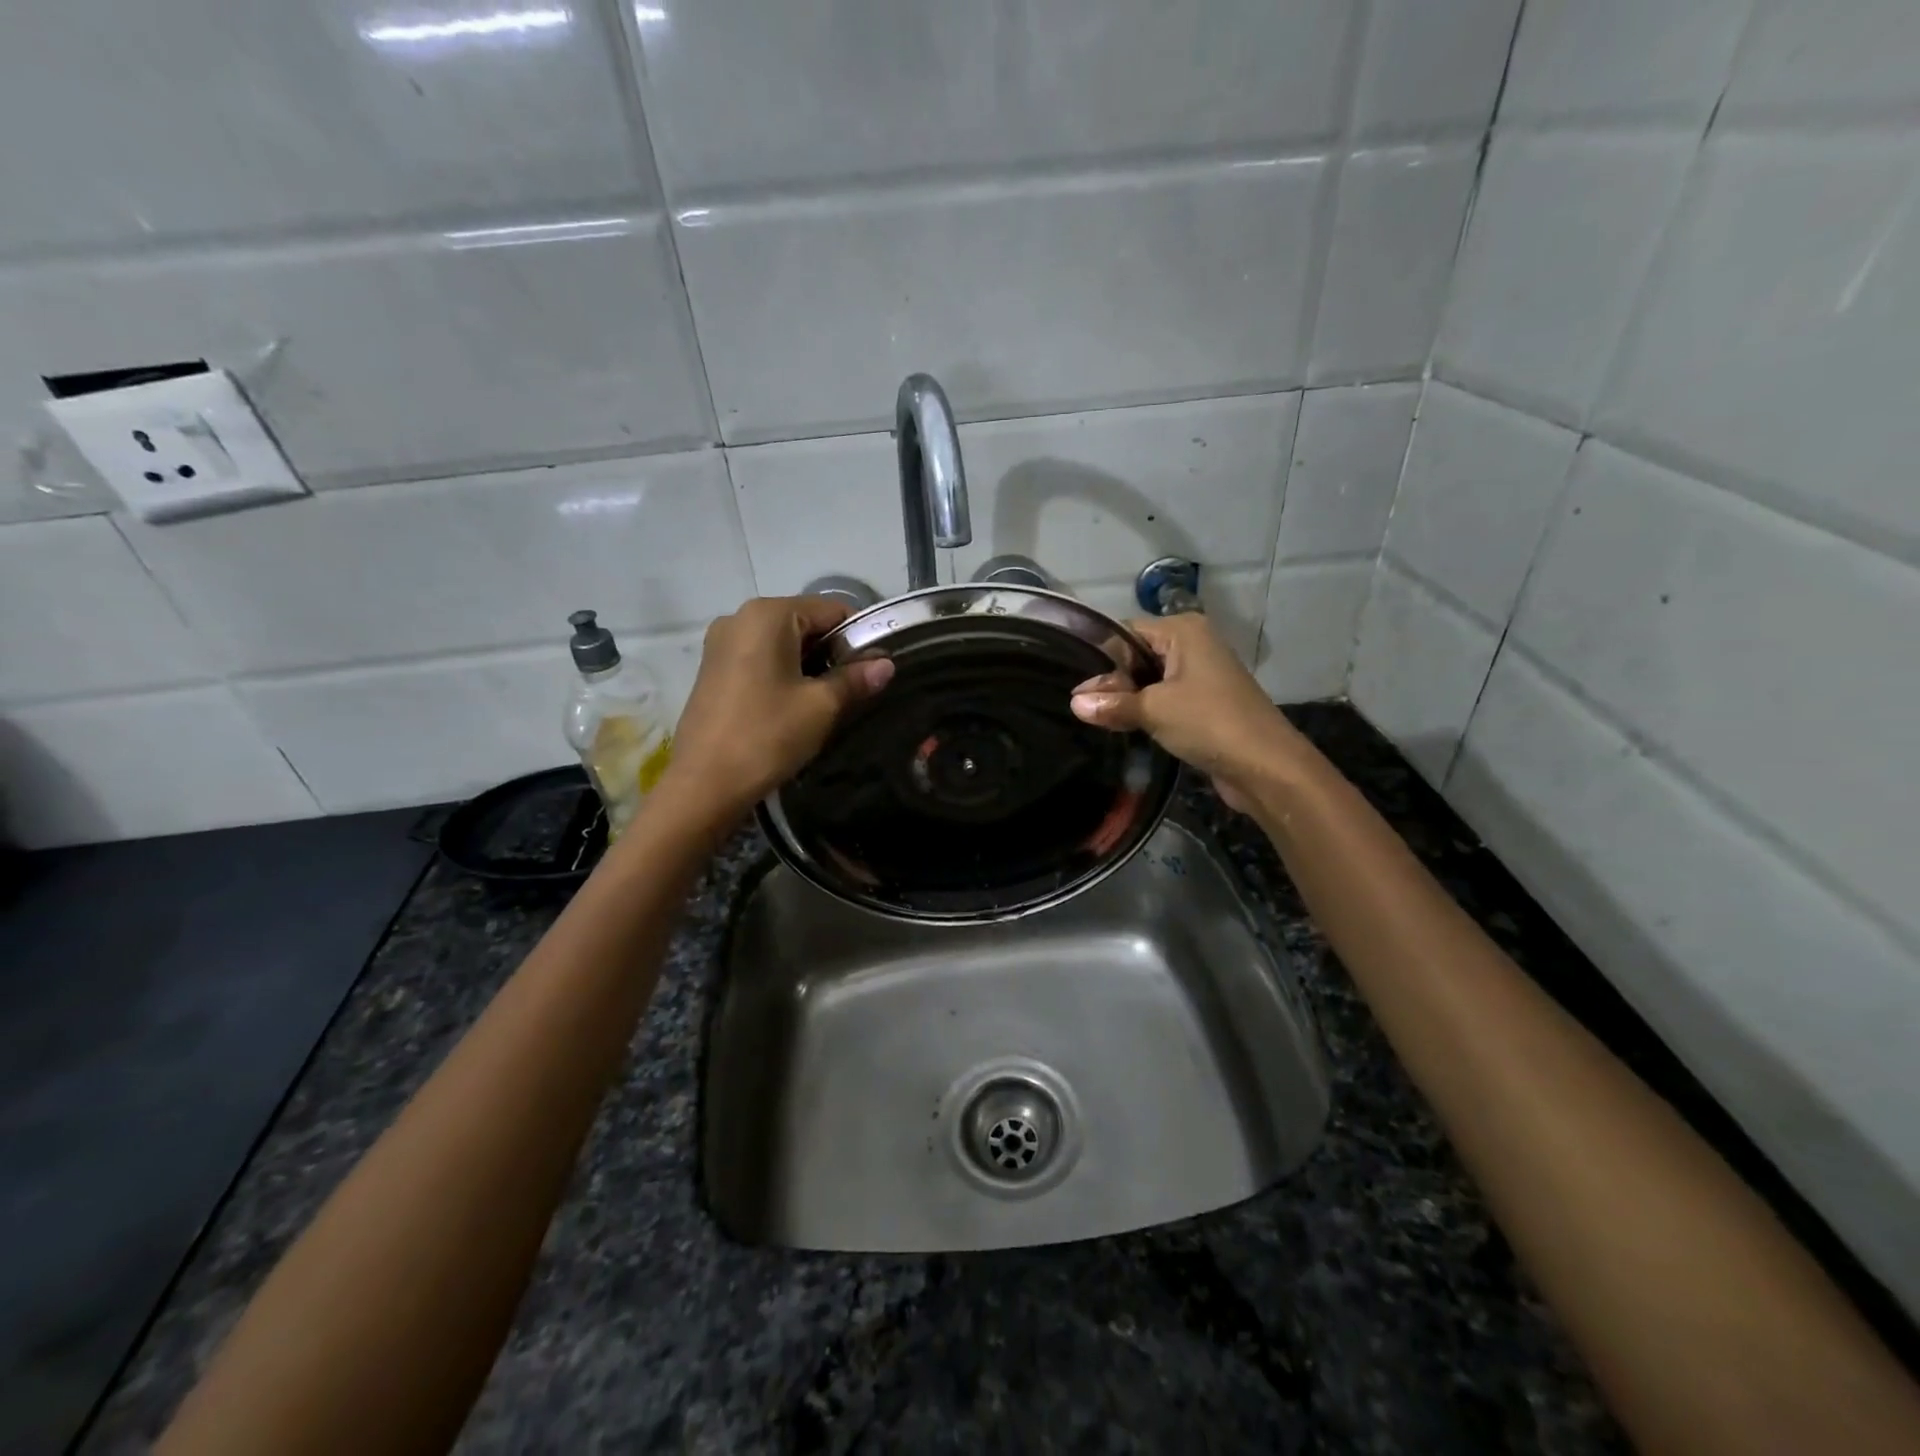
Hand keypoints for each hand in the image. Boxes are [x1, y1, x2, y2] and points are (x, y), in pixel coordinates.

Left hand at [664, 596, 892, 816]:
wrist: (704, 784)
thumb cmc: (767, 736)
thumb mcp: (821, 706)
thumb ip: (855, 679)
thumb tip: (886, 664)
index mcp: (768, 614)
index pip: (831, 609)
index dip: (860, 636)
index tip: (874, 669)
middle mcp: (740, 617)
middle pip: (805, 622)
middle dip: (833, 652)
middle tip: (854, 689)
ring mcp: (721, 643)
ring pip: (783, 642)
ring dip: (810, 665)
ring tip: (826, 701)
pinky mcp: (712, 668)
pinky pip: (760, 658)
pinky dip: (784, 672)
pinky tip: (793, 705)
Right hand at [1069, 614, 1302, 811]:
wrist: (1266, 765)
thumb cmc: (1208, 722)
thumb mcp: (1153, 710)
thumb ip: (1113, 705)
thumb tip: (1075, 703)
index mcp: (1183, 630)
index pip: (1126, 633)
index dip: (1102, 659)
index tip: (1076, 685)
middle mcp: (1193, 644)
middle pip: (1138, 656)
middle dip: (1113, 681)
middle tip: (1082, 707)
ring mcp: (1201, 674)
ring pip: (1151, 680)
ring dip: (1129, 700)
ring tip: (1097, 718)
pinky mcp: (1205, 702)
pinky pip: (1165, 699)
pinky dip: (1147, 711)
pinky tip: (1125, 727)